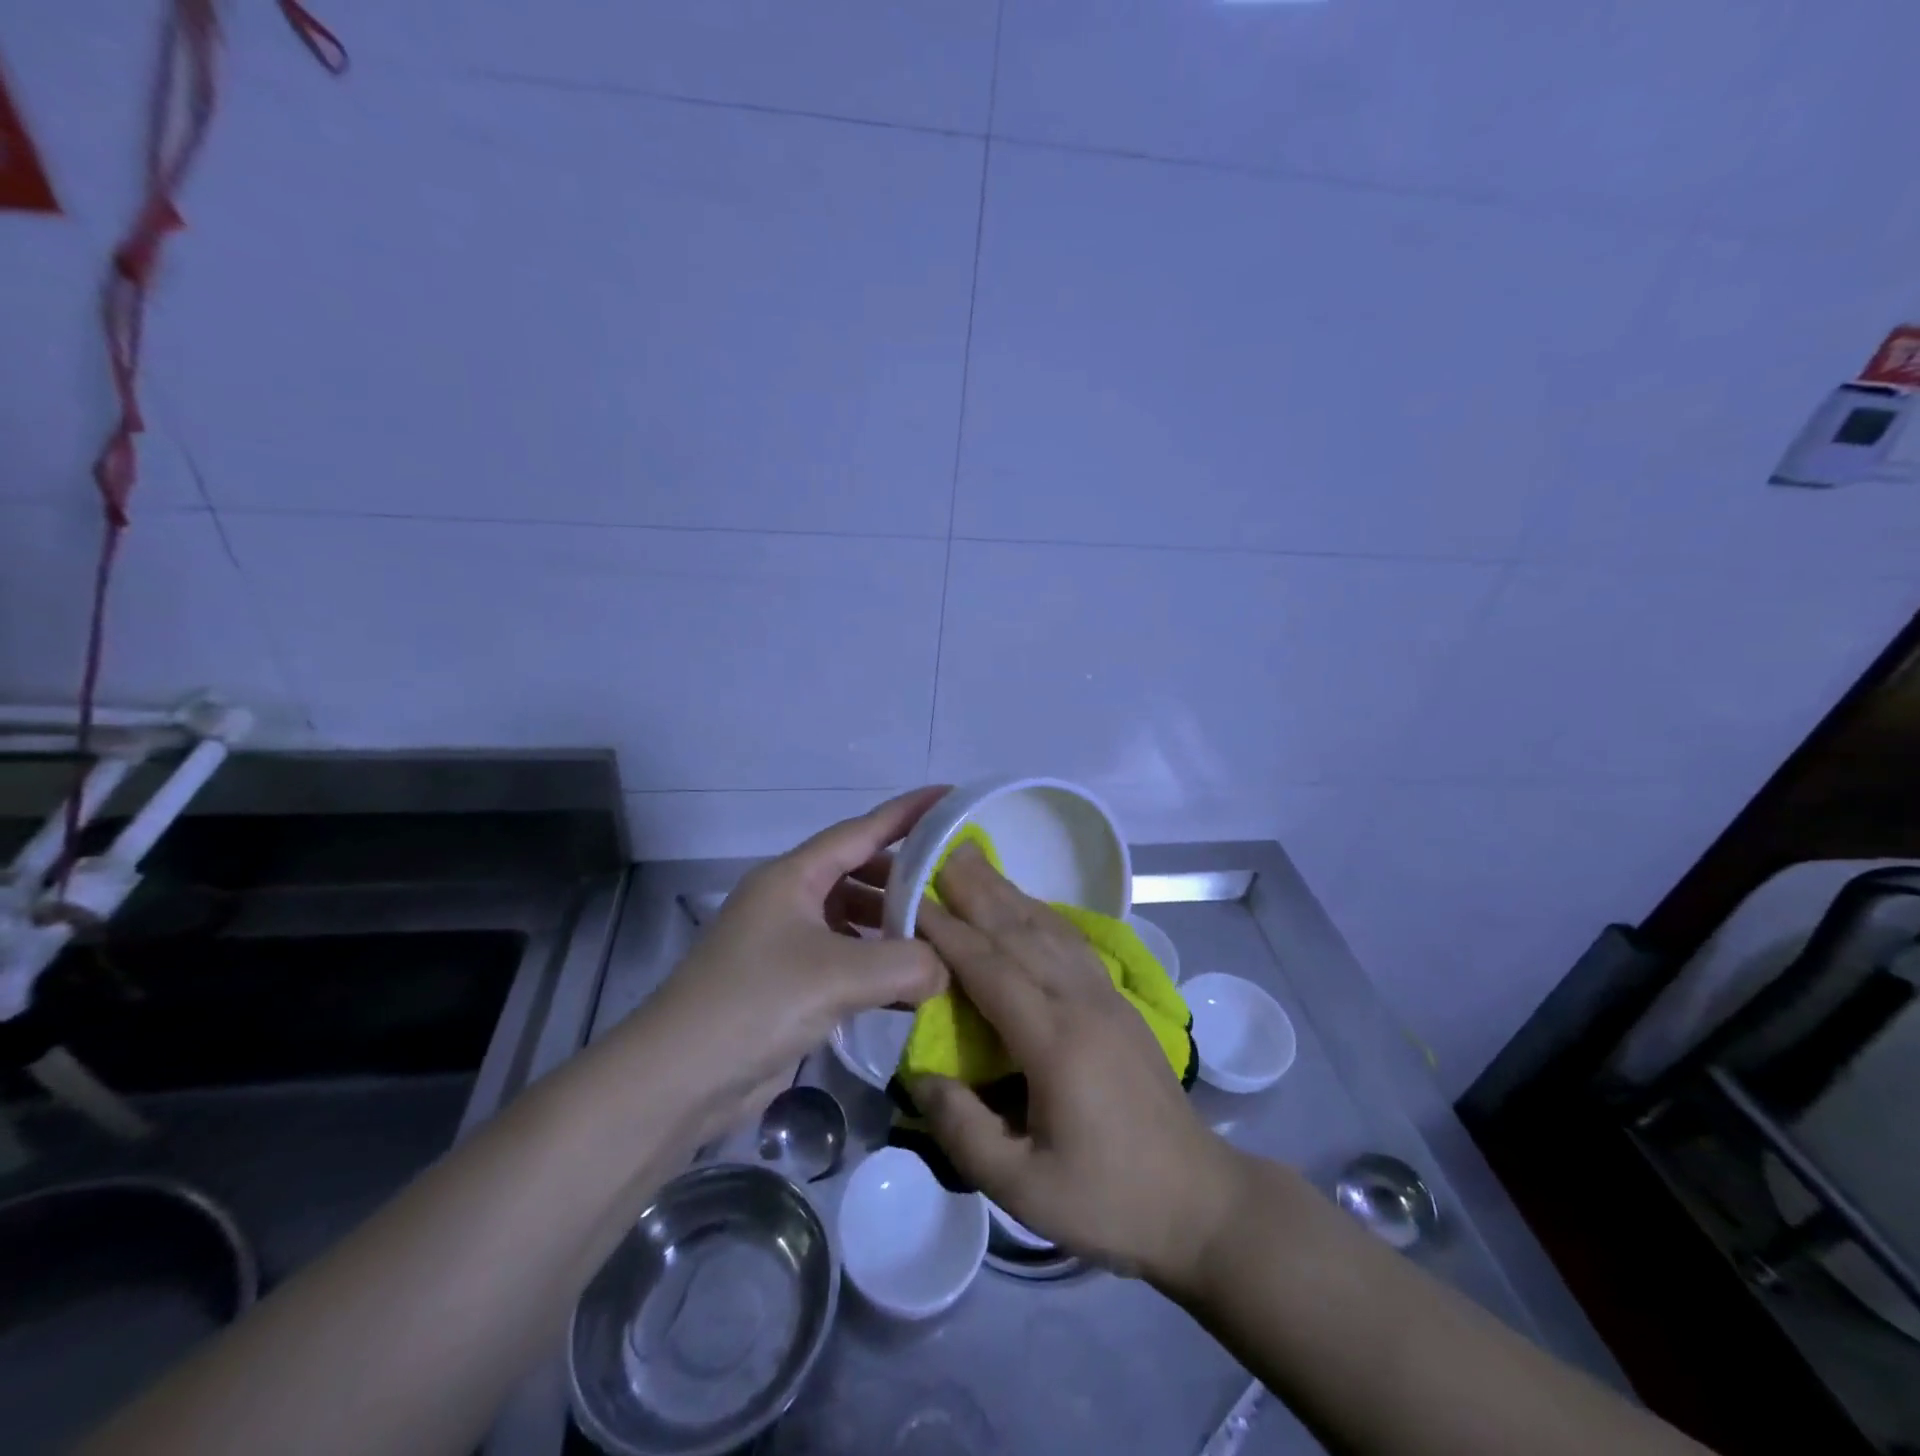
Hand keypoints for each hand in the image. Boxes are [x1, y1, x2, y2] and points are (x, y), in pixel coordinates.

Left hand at [643, 787, 947, 1134]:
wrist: (677, 1079)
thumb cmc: (756, 1003)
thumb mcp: (838, 976)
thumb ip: (905, 964)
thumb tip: (945, 968)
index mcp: (793, 877)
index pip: (861, 830)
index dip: (907, 812)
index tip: (949, 796)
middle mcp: (789, 900)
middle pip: (858, 872)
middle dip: (904, 877)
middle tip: (953, 886)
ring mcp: (786, 942)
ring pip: (852, 918)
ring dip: (892, 926)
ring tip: (938, 938)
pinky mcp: (787, 983)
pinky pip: (844, 958)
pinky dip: (876, 965)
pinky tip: (909, 987)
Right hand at [912, 845, 1245, 1287]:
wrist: (1197, 1200)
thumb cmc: (1107, 1198)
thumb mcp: (1022, 1188)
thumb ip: (963, 1130)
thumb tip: (920, 1075)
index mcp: (1055, 1041)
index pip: (990, 968)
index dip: (948, 931)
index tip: (912, 898)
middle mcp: (1081, 1002)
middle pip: (1020, 932)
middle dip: (977, 890)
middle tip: (940, 851)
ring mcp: (1106, 996)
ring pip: (1049, 929)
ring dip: (1008, 892)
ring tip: (976, 862)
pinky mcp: (1119, 1001)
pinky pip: (1072, 942)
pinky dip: (1042, 913)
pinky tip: (1026, 904)